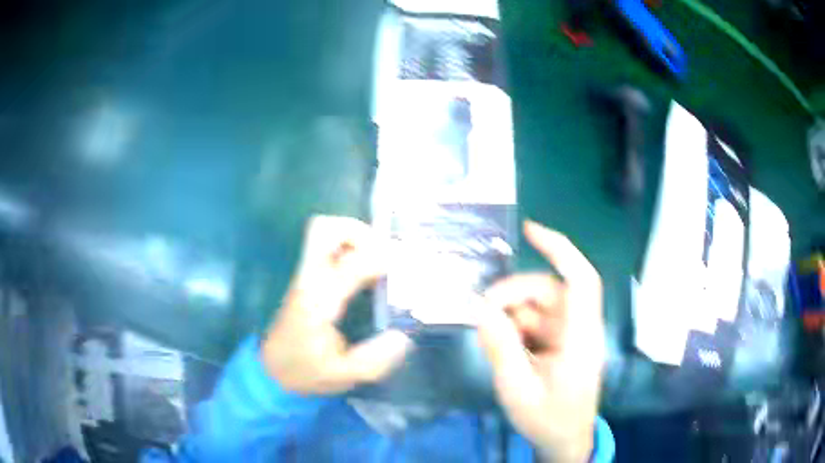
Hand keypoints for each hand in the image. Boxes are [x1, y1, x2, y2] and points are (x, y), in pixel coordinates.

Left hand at [261, 215, 412, 393]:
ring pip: (324, 232)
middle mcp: (309, 280)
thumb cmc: (306, 371)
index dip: (380, 260)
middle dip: (360, 232)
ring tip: (378, 260)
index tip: (402, 269)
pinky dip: (350, 247)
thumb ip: (375, 359)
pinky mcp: (307, 278)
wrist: (273, 370)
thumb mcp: (343, 375)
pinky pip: (327, 247)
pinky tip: (367, 270)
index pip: (349, 265)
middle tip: (384, 254)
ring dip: (355, 237)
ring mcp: (305, 275)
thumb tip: (404, 335)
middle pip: (325, 229)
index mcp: (318, 302)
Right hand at [477, 221, 604, 462]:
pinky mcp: (561, 342)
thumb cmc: (547, 420)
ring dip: (511, 316)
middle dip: (512, 297)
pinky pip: (535, 322)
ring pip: (538, 306)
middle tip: (481, 315)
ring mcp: (571, 335)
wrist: (564, 441)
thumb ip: (500, 347)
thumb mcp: (517, 389)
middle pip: (548, 292)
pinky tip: (505, 347)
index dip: (559, 249)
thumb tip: (479, 308)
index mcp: (580, 338)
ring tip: (492, 339)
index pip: (580, 281)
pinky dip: (516, 328)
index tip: (529, 230)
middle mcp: (579, 329)